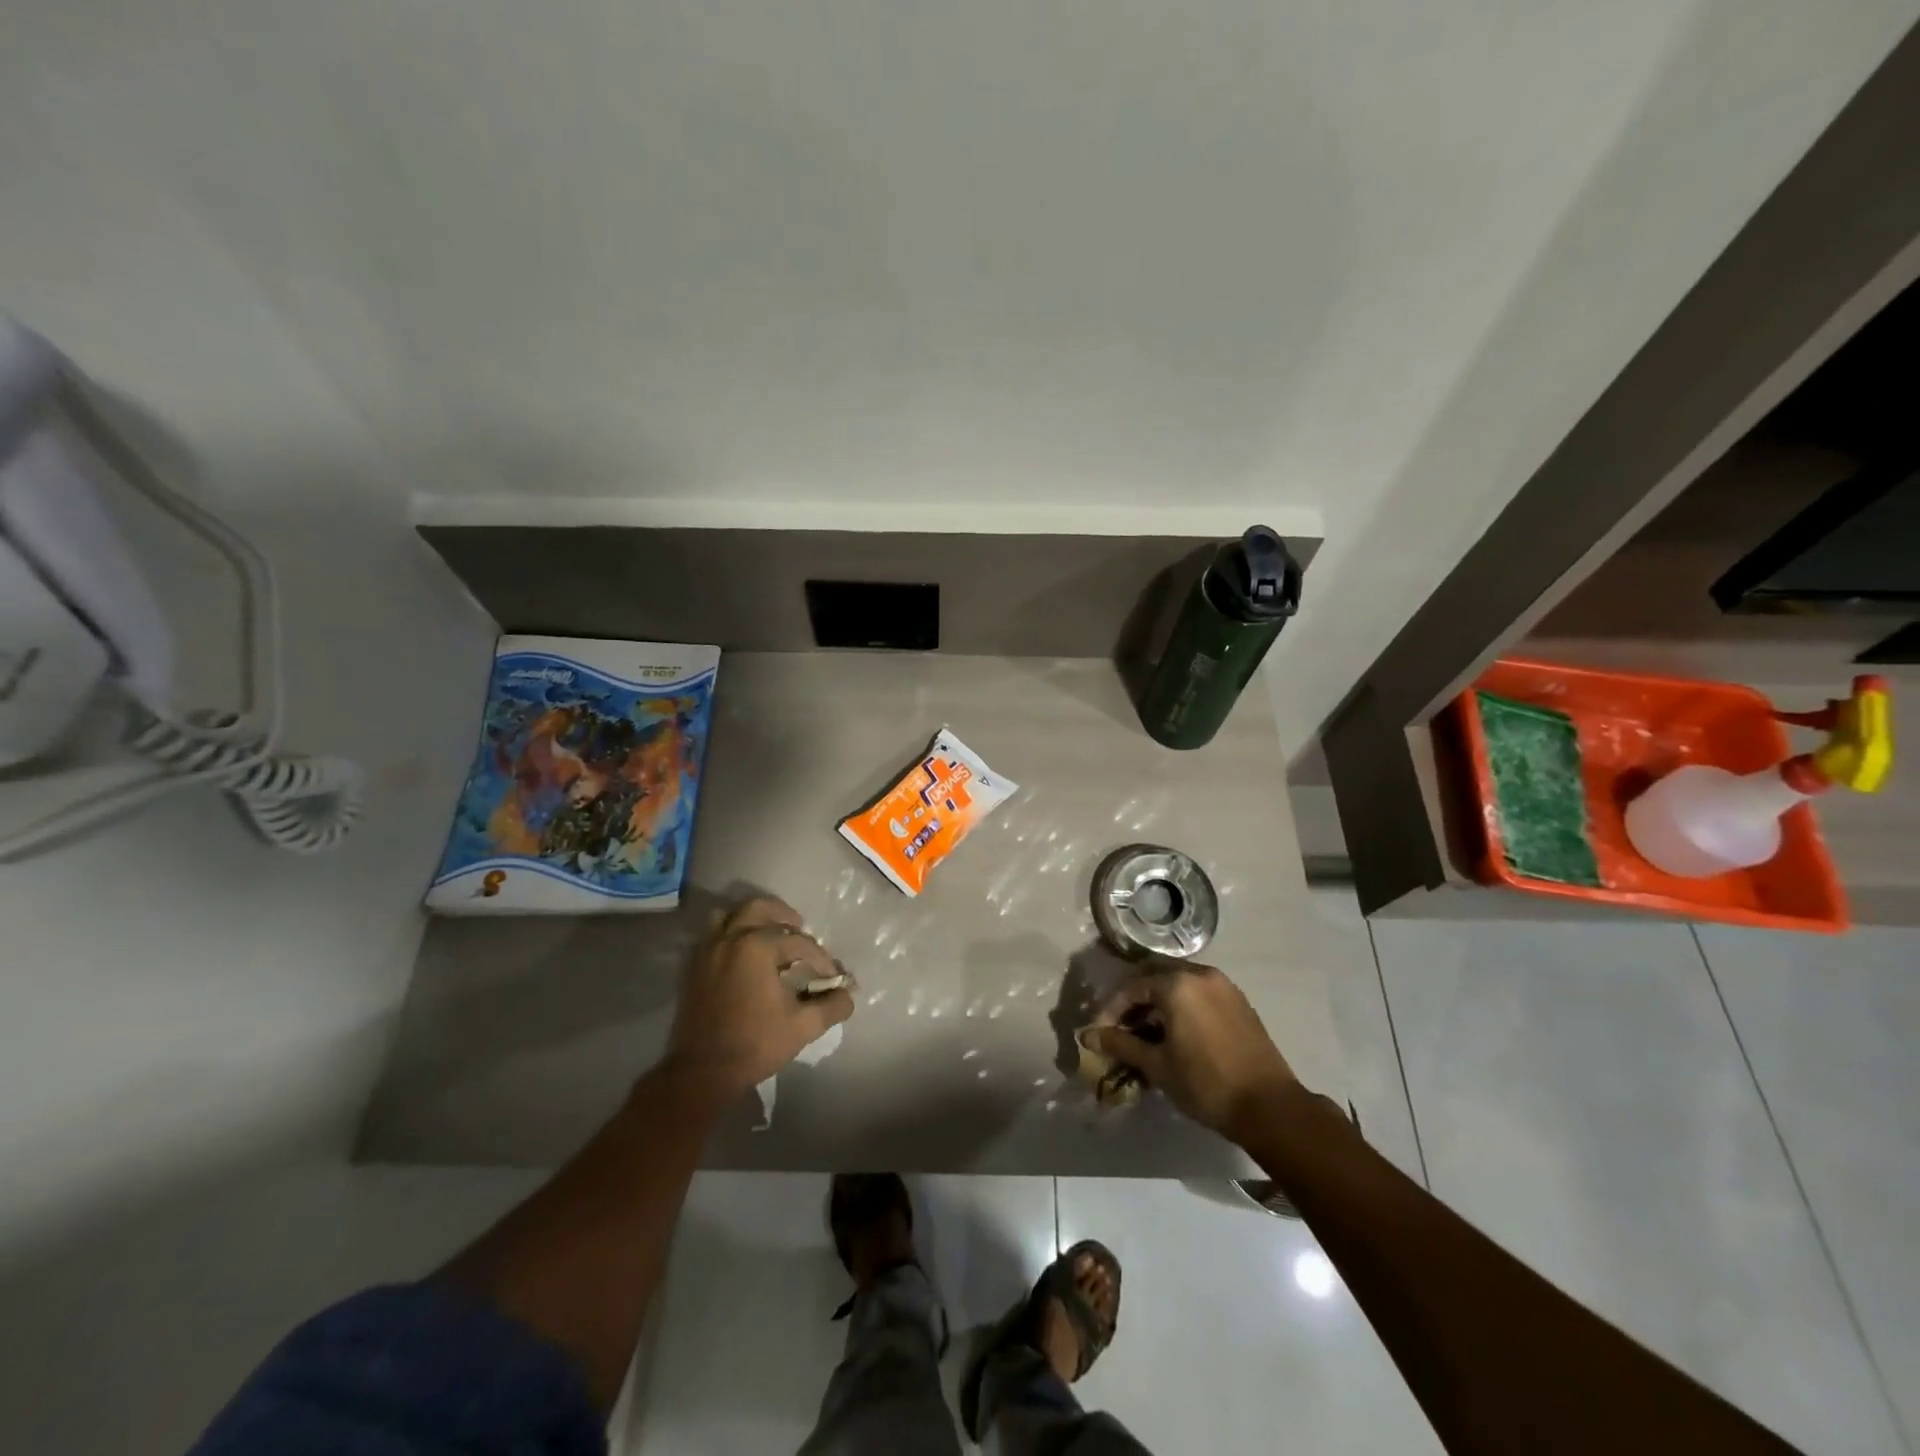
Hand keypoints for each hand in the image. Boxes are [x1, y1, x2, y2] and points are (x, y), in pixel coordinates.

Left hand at [663, 896, 854, 1101]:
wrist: (702, 1072)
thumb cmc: (755, 1044)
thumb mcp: (803, 1026)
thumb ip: (832, 1006)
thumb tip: (848, 994)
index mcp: (757, 946)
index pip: (799, 942)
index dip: (819, 958)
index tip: (830, 976)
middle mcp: (730, 938)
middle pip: (759, 908)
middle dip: (783, 915)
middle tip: (799, 928)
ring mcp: (707, 951)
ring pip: (728, 916)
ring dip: (751, 920)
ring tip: (768, 935)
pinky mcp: (693, 968)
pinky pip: (711, 936)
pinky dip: (729, 936)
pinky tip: (743, 956)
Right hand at [1084, 961, 1298, 1142]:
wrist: (1270, 1107)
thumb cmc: (1206, 1084)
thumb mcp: (1157, 1065)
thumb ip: (1120, 1044)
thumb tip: (1087, 1036)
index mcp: (1177, 983)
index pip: (1132, 987)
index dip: (1111, 1010)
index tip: (1100, 1034)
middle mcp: (1200, 974)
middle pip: (1155, 978)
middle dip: (1134, 1002)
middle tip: (1122, 1030)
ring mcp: (1223, 986)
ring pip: (1179, 984)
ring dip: (1158, 1004)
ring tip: (1148, 1036)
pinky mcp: (1239, 1002)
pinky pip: (1200, 994)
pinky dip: (1182, 1007)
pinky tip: (1177, 1035)